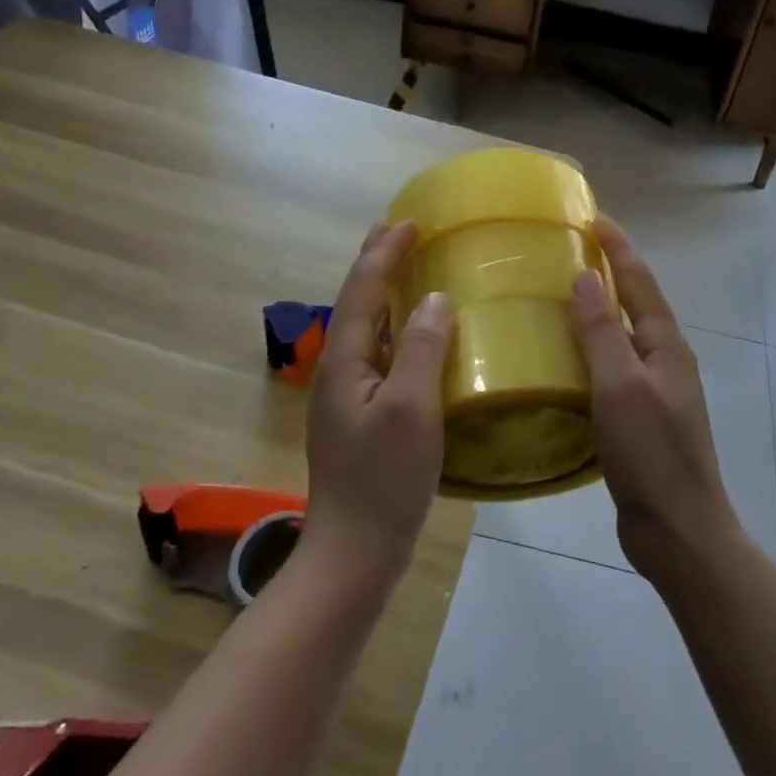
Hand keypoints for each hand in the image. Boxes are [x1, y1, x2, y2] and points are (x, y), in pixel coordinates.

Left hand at [303, 221, 453, 583]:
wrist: (354, 553)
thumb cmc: (383, 480)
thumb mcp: (411, 410)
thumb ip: (423, 349)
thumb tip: (436, 299)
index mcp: (345, 360)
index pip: (363, 289)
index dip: (384, 253)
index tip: (410, 223)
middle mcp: (339, 370)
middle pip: (356, 302)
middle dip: (374, 263)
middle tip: (397, 231)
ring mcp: (346, 396)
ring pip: (366, 328)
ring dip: (383, 293)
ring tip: (405, 269)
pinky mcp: (360, 417)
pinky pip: (378, 354)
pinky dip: (394, 329)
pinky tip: (413, 336)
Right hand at [569, 217, 741, 577]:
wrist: (678, 530)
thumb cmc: (651, 453)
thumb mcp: (620, 386)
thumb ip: (601, 332)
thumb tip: (585, 277)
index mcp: (665, 345)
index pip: (639, 280)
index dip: (617, 246)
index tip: (591, 215)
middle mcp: (663, 359)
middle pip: (634, 302)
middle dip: (608, 271)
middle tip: (568, 250)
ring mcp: (653, 390)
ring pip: (622, 336)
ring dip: (597, 310)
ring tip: (558, 295)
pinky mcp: (638, 418)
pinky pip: (611, 368)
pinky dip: (589, 351)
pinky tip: (562, 359)